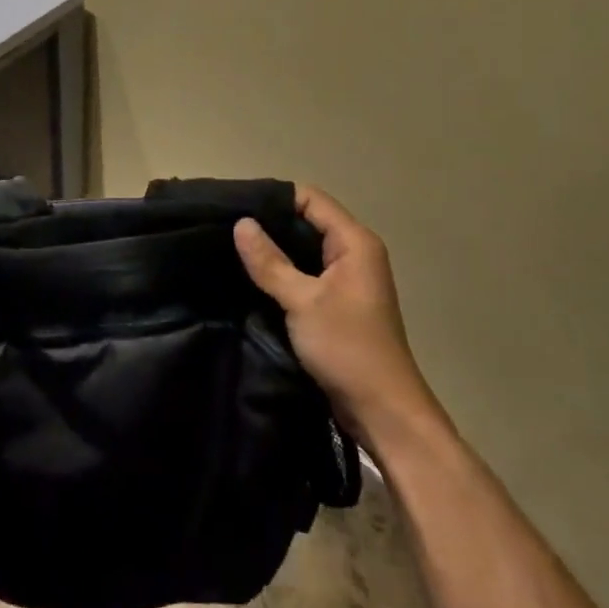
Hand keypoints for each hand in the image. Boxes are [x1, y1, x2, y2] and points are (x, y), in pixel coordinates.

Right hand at [233, 186, 448, 446]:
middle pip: (308, 222)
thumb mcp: (302, 301)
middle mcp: (355, 254)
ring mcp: (348, 280)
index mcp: (355, 243)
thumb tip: (241, 223)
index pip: (311, 199)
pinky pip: (306, 274)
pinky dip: (282, 272)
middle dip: (269, 222)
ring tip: (232, 248)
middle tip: (225, 226)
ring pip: (305, 250)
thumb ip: (270, 262)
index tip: (234, 204)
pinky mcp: (338, 304)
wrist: (383, 410)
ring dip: (274, 249)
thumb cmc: (347, 348)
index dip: (274, 197)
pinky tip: (253, 277)